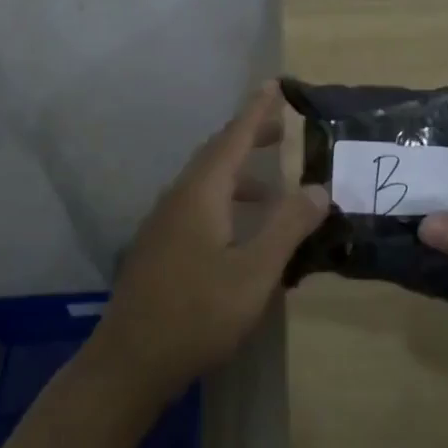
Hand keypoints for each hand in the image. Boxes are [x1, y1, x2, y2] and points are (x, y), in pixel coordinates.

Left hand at [97, 82, 328, 398]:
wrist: (129, 362)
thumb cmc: (197, 314)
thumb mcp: (254, 273)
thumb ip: (287, 227)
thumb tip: (317, 188)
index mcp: (201, 193)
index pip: (234, 138)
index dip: (257, 111)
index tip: (275, 85)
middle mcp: (179, 197)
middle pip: (217, 154)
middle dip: (249, 137)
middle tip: (281, 128)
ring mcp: (164, 222)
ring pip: (206, 181)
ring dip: (240, 174)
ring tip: (272, 186)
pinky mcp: (159, 246)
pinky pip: (197, 204)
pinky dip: (226, 200)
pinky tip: (241, 230)